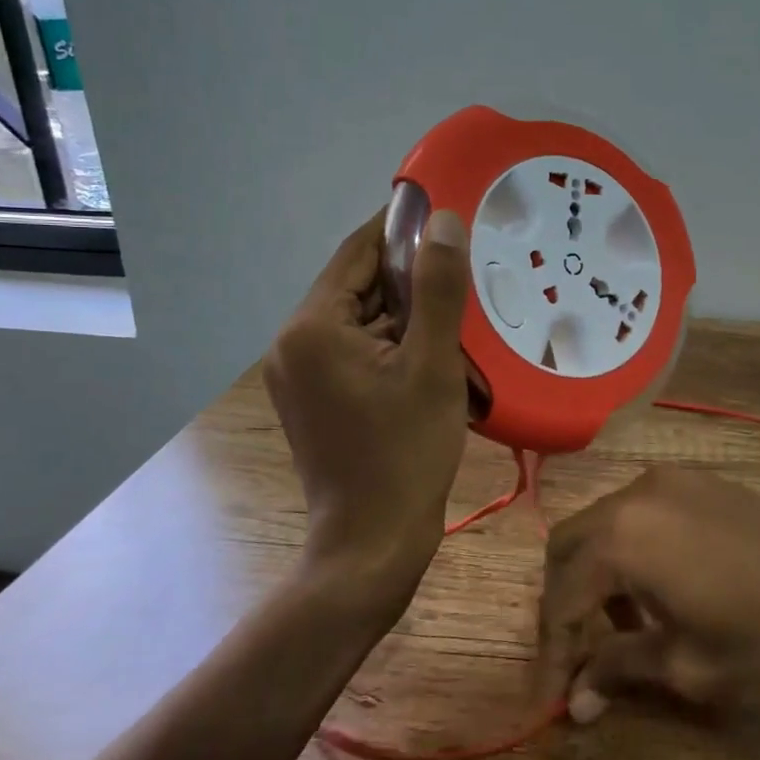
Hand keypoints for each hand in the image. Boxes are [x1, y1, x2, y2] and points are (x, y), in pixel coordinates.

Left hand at [265, 205, 472, 608]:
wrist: (371, 544)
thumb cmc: (405, 453)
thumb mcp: (433, 366)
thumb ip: (437, 289)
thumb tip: (444, 221)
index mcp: (313, 326)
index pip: (359, 252)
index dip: (403, 228)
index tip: (449, 214)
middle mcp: (293, 342)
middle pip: (358, 287)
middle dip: (411, 281)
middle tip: (466, 276)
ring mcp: (297, 373)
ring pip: (360, 321)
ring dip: (405, 317)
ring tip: (457, 320)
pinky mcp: (311, 398)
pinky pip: (355, 351)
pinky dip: (392, 346)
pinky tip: (431, 357)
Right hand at [534, 467, 759, 736]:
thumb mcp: (687, 668)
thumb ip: (619, 669)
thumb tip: (575, 699)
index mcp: (623, 537)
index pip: (562, 594)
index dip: (552, 649)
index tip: (550, 696)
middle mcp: (638, 494)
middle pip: (572, 544)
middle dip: (565, 600)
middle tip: (576, 656)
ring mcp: (675, 480)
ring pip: (607, 522)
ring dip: (598, 571)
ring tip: (621, 624)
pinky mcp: (706, 482)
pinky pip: (644, 511)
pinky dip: (632, 548)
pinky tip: (660, 587)